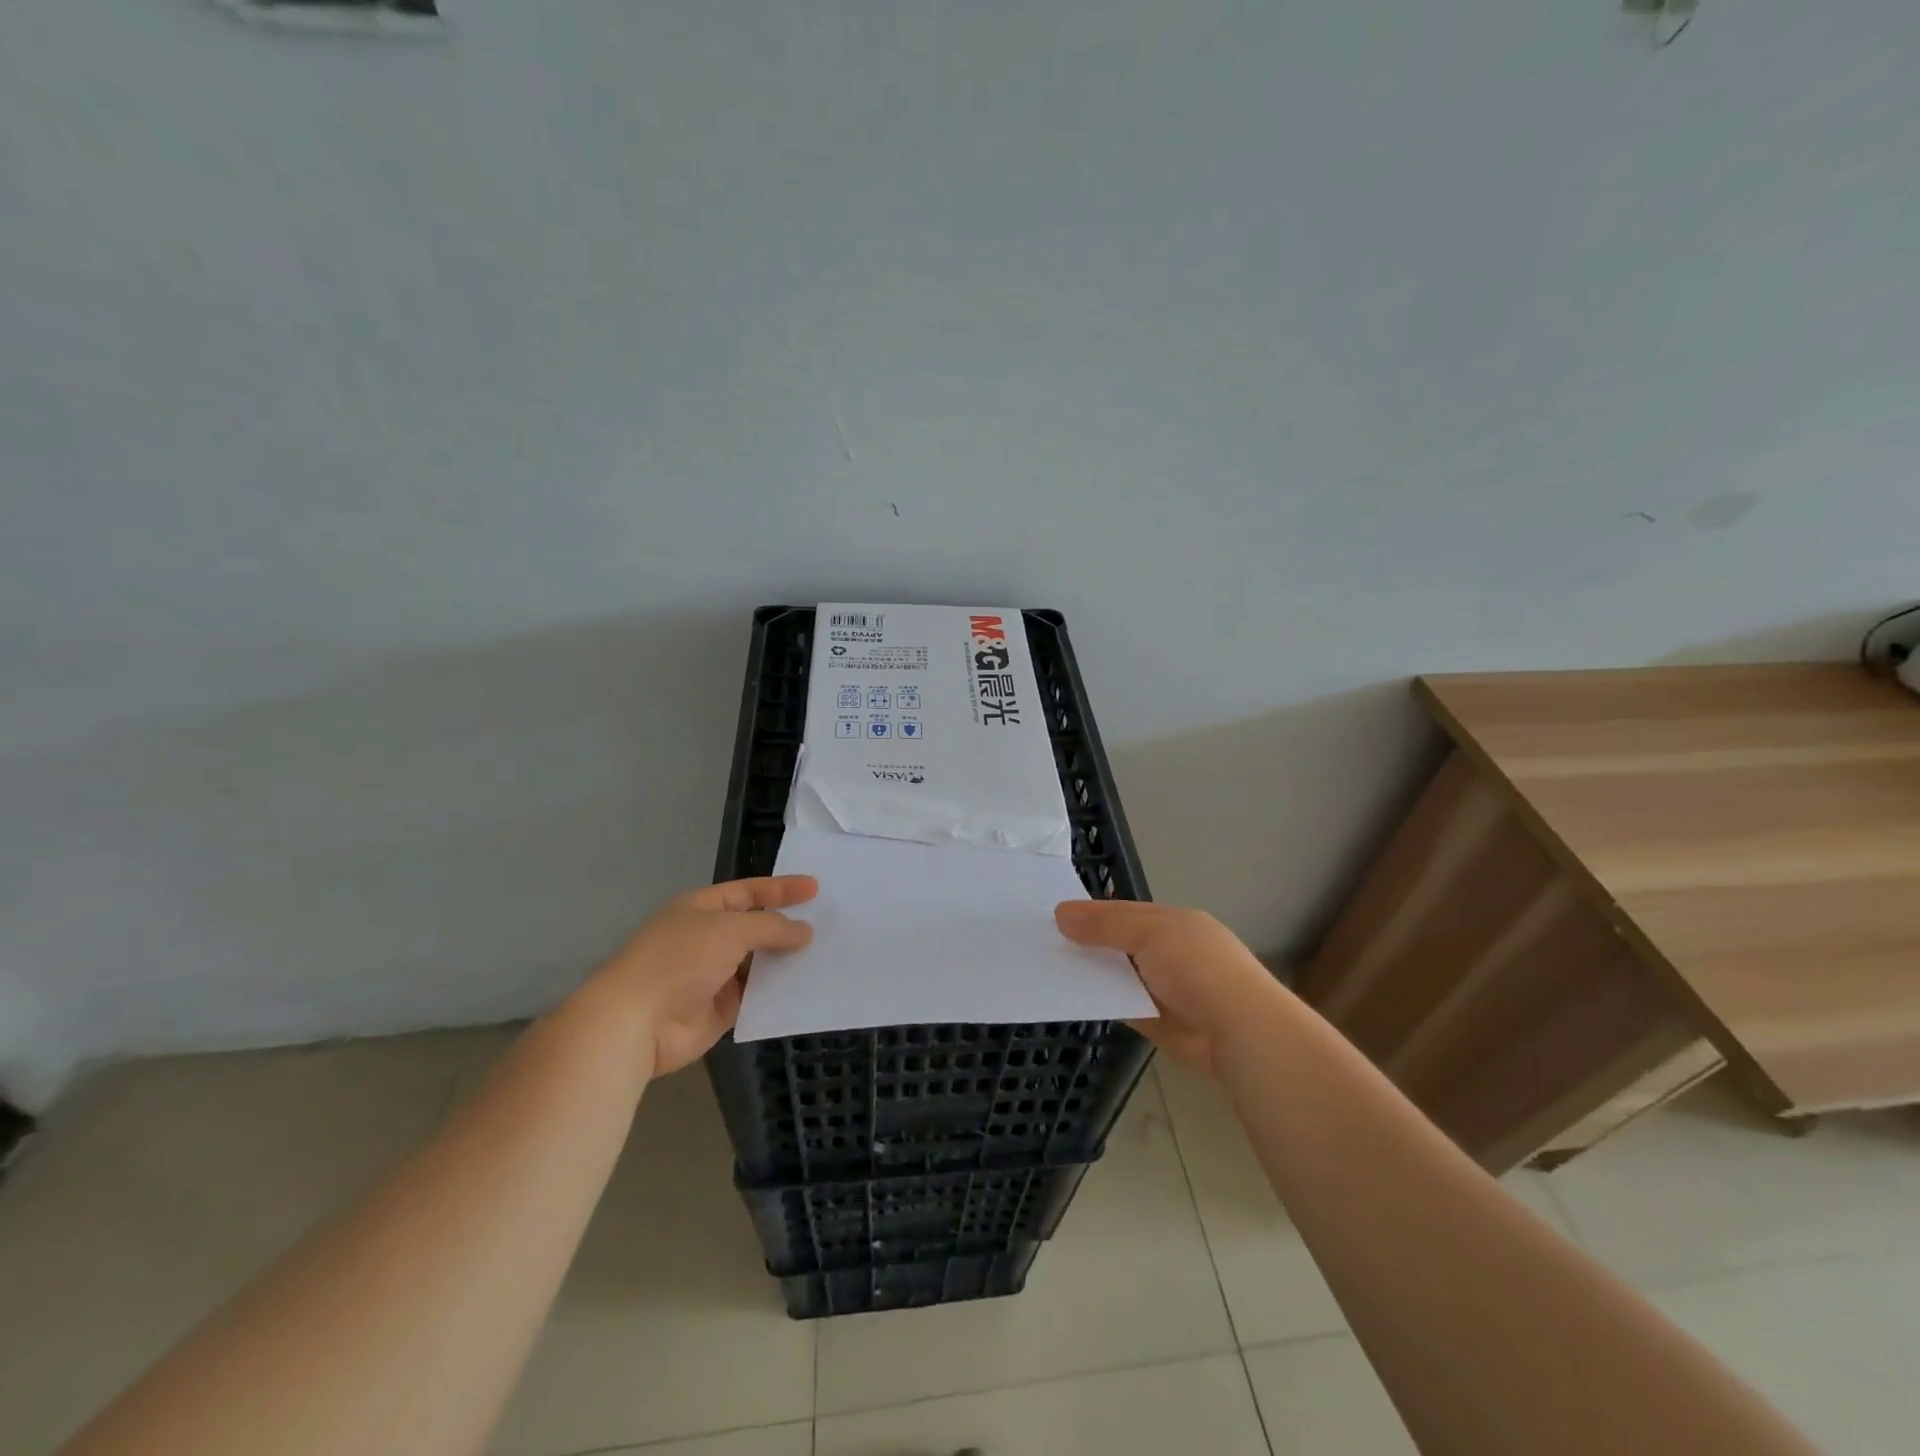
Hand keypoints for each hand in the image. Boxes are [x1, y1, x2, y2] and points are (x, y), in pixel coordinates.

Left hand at [590, 876, 816, 1074]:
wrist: (636, 1022)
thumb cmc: (680, 959)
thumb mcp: (731, 930)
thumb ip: (771, 927)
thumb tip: (805, 931)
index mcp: (701, 909)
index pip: (748, 892)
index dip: (780, 888)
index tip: (815, 888)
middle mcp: (706, 939)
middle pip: (755, 928)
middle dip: (787, 925)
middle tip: (828, 922)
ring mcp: (712, 976)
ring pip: (758, 963)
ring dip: (785, 960)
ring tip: (826, 954)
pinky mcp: (718, 1011)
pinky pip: (755, 996)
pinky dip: (777, 992)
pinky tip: (807, 988)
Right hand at [1055, 900, 1281, 1077]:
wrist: (1237, 1030)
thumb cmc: (1196, 967)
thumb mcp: (1148, 933)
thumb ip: (1105, 924)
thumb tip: (1061, 914)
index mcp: (1175, 923)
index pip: (1126, 911)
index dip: (1092, 912)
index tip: (1056, 916)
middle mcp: (1169, 951)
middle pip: (1120, 942)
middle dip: (1089, 943)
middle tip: (1044, 942)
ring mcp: (1163, 987)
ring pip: (1118, 974)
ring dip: (1092, 972)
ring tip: (1049, 968)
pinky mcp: (1156, 1020)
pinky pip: (1120, 1004)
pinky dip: (1100, 1000)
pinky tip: (1070, 996)